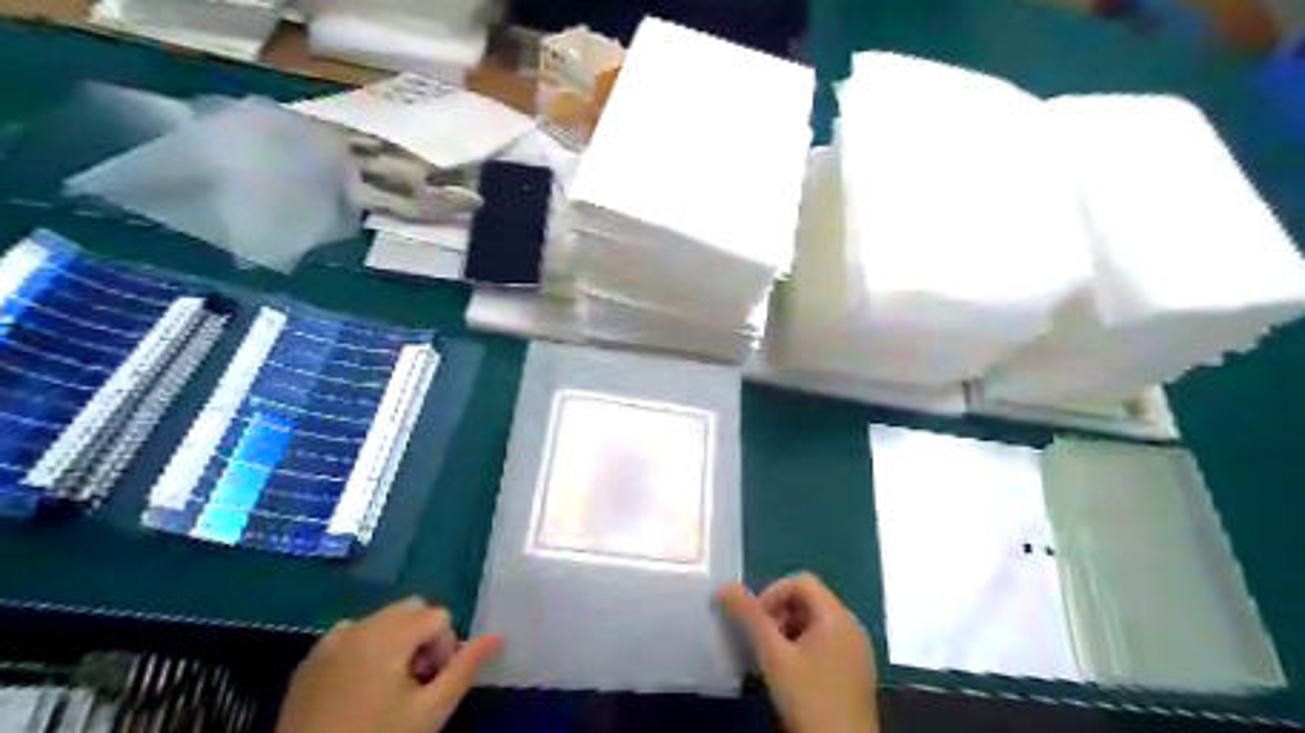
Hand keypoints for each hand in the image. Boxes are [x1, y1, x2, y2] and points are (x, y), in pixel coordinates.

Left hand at [272, 596, 499, 732]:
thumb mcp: (430, 711)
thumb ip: (466, 668)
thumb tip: (498, 636)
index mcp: (390, 633)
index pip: (440, 616)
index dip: (445, 648)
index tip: (432, 685)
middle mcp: (360, 625)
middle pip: (411, 609)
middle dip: (423, 638)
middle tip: (416, 684)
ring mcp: (331, 640)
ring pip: (382, 619)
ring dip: (397, 641)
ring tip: (390, 687)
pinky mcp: (310, 660)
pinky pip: (351, 634)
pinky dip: (365, 648)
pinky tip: (359, 688)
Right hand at [719, 573, 881, 731]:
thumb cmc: (809, 697)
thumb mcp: (774, 656)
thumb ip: (749, 617)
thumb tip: (724, 587)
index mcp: (837, 615)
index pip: (801, 581)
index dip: (772, 594)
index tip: (756, 623)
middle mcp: (851, 625)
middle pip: (809, 601)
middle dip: (780, 615)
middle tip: (763, 644)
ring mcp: (857, 650)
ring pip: (816, 624)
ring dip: (790, 633)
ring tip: (774, 661)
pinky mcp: (856, 672)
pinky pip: (827, 644)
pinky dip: (805, 649)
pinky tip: (793, 677)